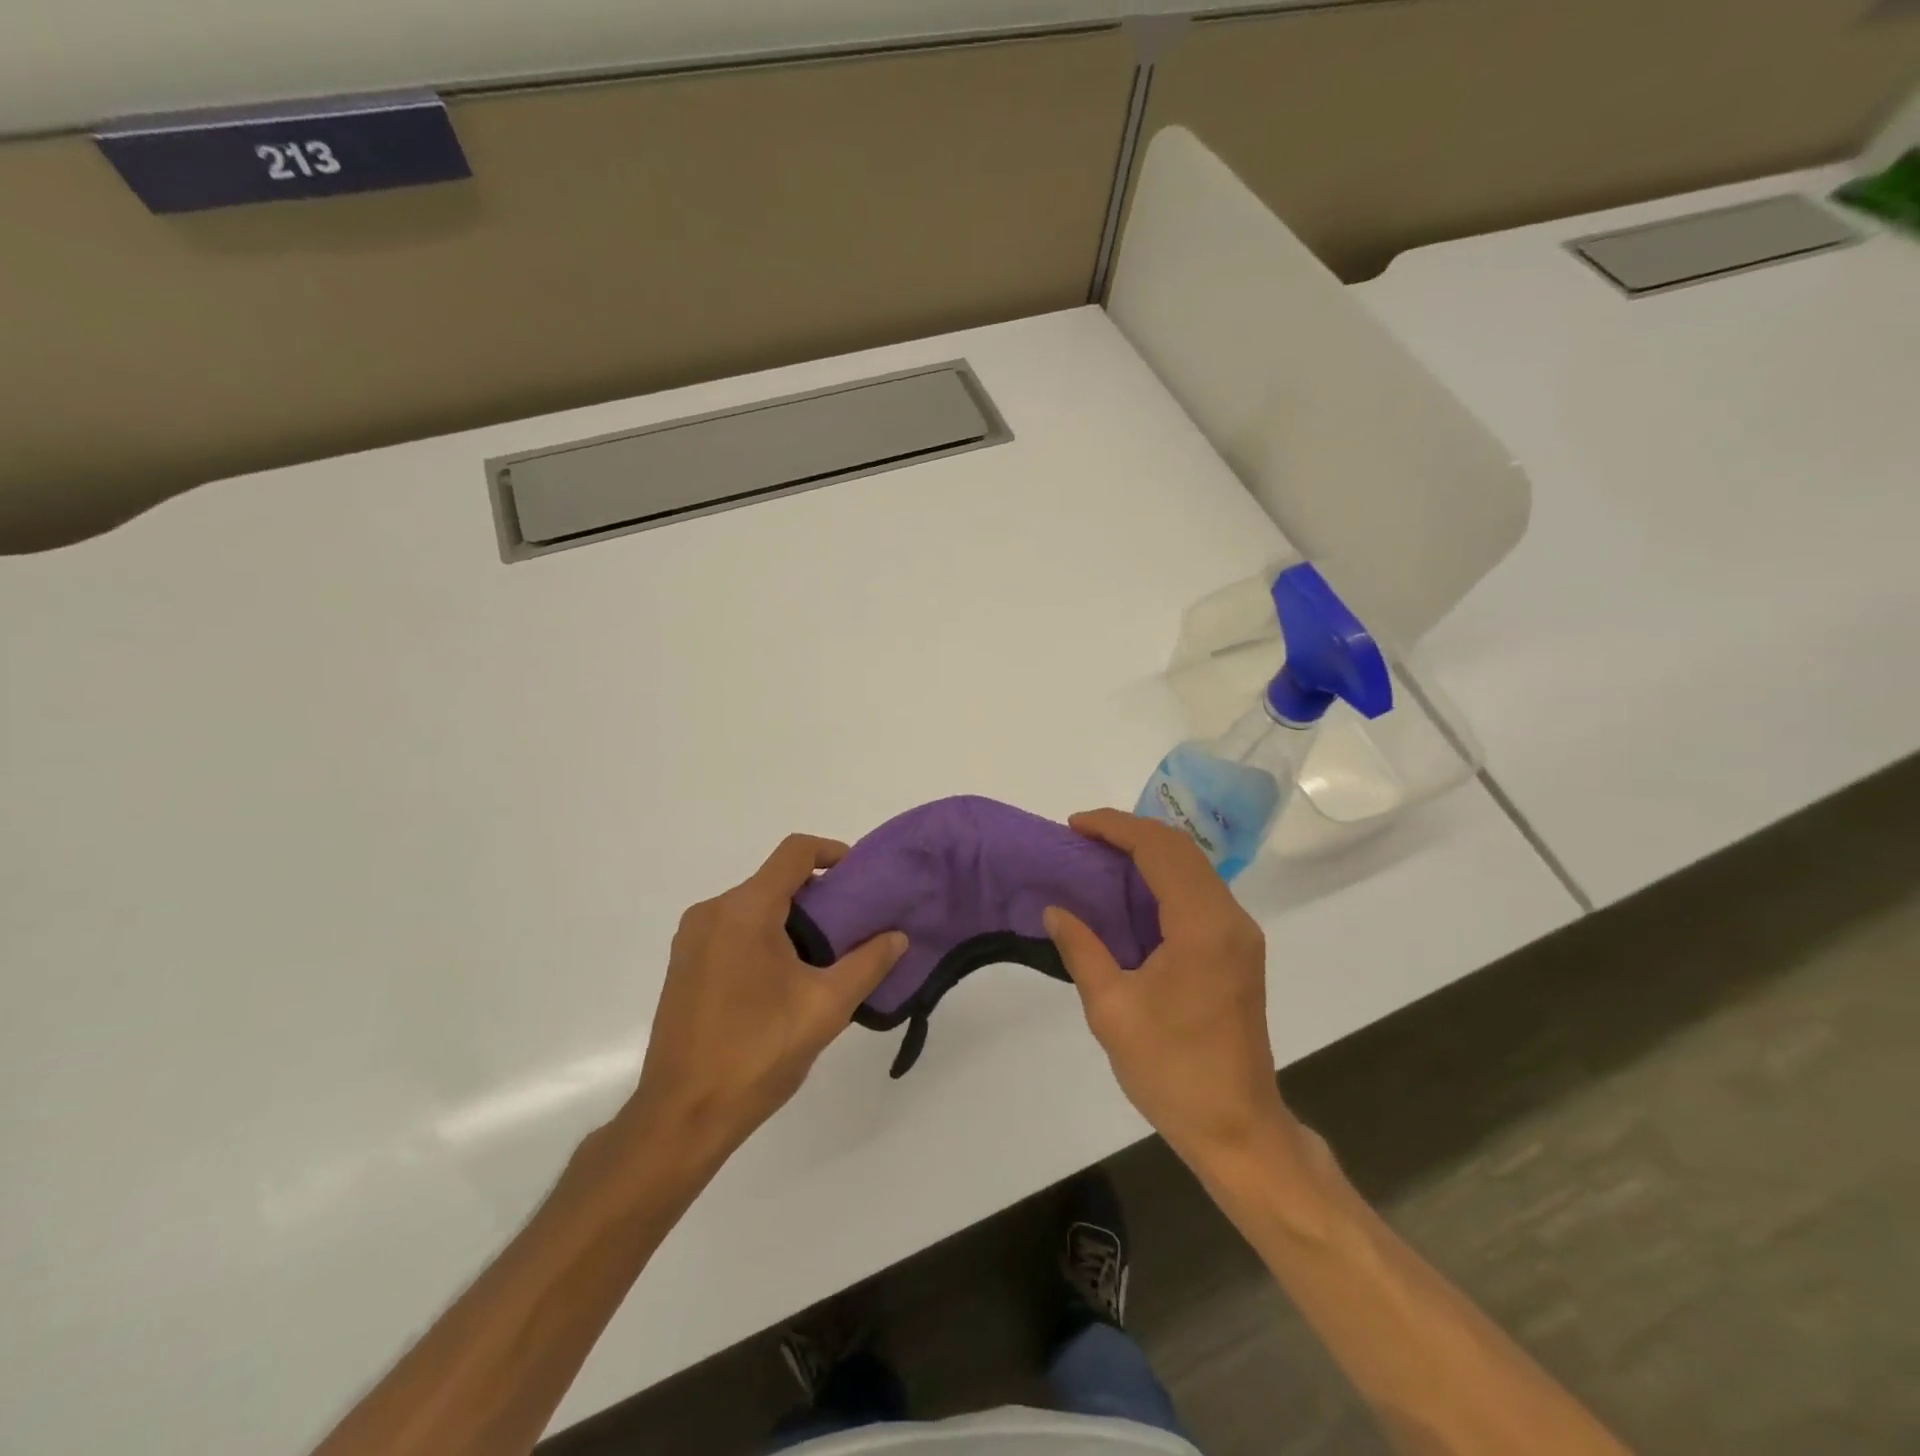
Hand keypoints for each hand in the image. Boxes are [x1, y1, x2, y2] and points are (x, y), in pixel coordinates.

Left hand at [617, 834, 906, 1170]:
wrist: (681, 1116)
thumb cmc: (757, 1054)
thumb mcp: (826, 1007)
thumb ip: (868, 964)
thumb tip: (898, 937)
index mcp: (745, 910)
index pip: (795, 852)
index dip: (832, 852)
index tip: (859, 879)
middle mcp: (712, 912)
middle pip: (774, 880)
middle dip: (816, 895)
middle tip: (851, 927)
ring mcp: (691, 939)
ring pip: (753, 906)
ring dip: (790, 918)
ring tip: (823, 957)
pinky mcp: (683, 965)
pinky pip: (732, 929)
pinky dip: (763, 936)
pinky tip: (783, 980)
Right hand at [1045, 809, 1299, 1174]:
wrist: (1238, 1128)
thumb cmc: (1172, 1071)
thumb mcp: (1111, 1009)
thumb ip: (1082, 949)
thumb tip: (1055, 910)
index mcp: (1202, 926)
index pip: (1160, 849)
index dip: (1115, 827)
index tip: (1074, 825)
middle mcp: (1230, 919)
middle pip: (1181, 849)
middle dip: (1130, 832)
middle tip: (1082, 837)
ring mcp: (1240, 935)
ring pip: (1194, 868)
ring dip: (1148, 853)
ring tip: (1100, 858)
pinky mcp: (1239, 951)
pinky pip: (1199, 893)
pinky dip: (1163, 878)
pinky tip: (1131, 894)